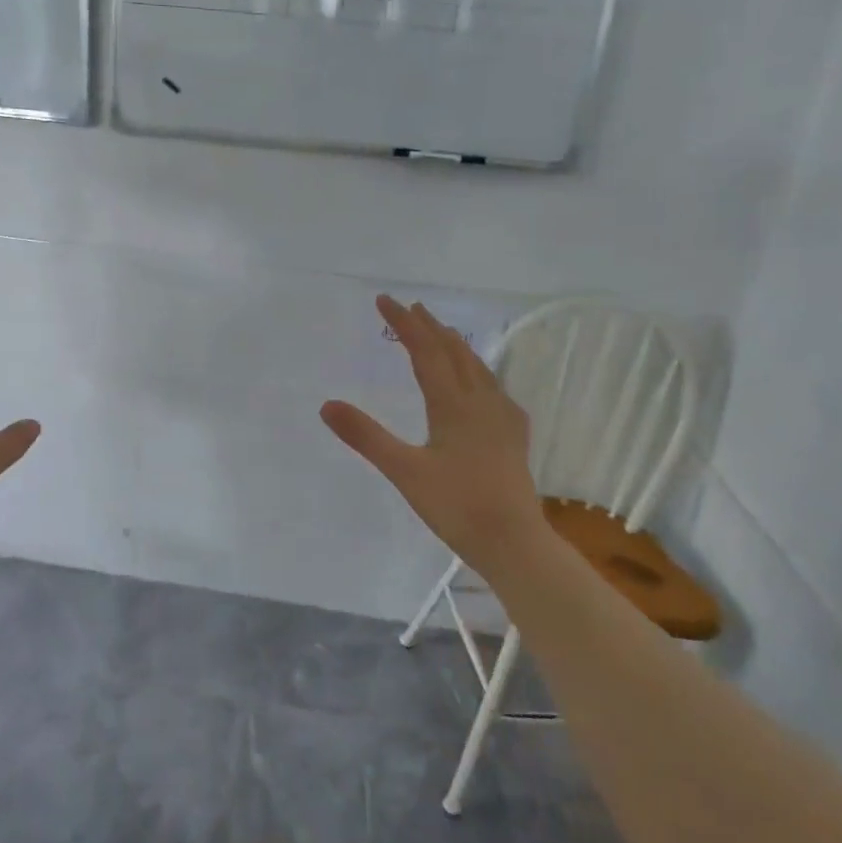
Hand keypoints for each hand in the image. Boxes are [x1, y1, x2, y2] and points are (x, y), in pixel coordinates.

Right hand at [321, 296, 543, 575]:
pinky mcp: (514, 435)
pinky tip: (480, 384)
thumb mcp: (403, 471)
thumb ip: (366, 436)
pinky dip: (476, 371)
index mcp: (453, 404)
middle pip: (455, 352)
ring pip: (477, 368)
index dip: (404, 324)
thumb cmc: (455, 506)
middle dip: (430, 327)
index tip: (384, 300)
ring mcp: (503, 417)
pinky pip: (493, 388)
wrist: (513, 541)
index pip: (425, 351)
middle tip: (411, 308)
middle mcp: (481, 401)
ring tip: (442, 334)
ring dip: (455, 346)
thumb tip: (327, 405)